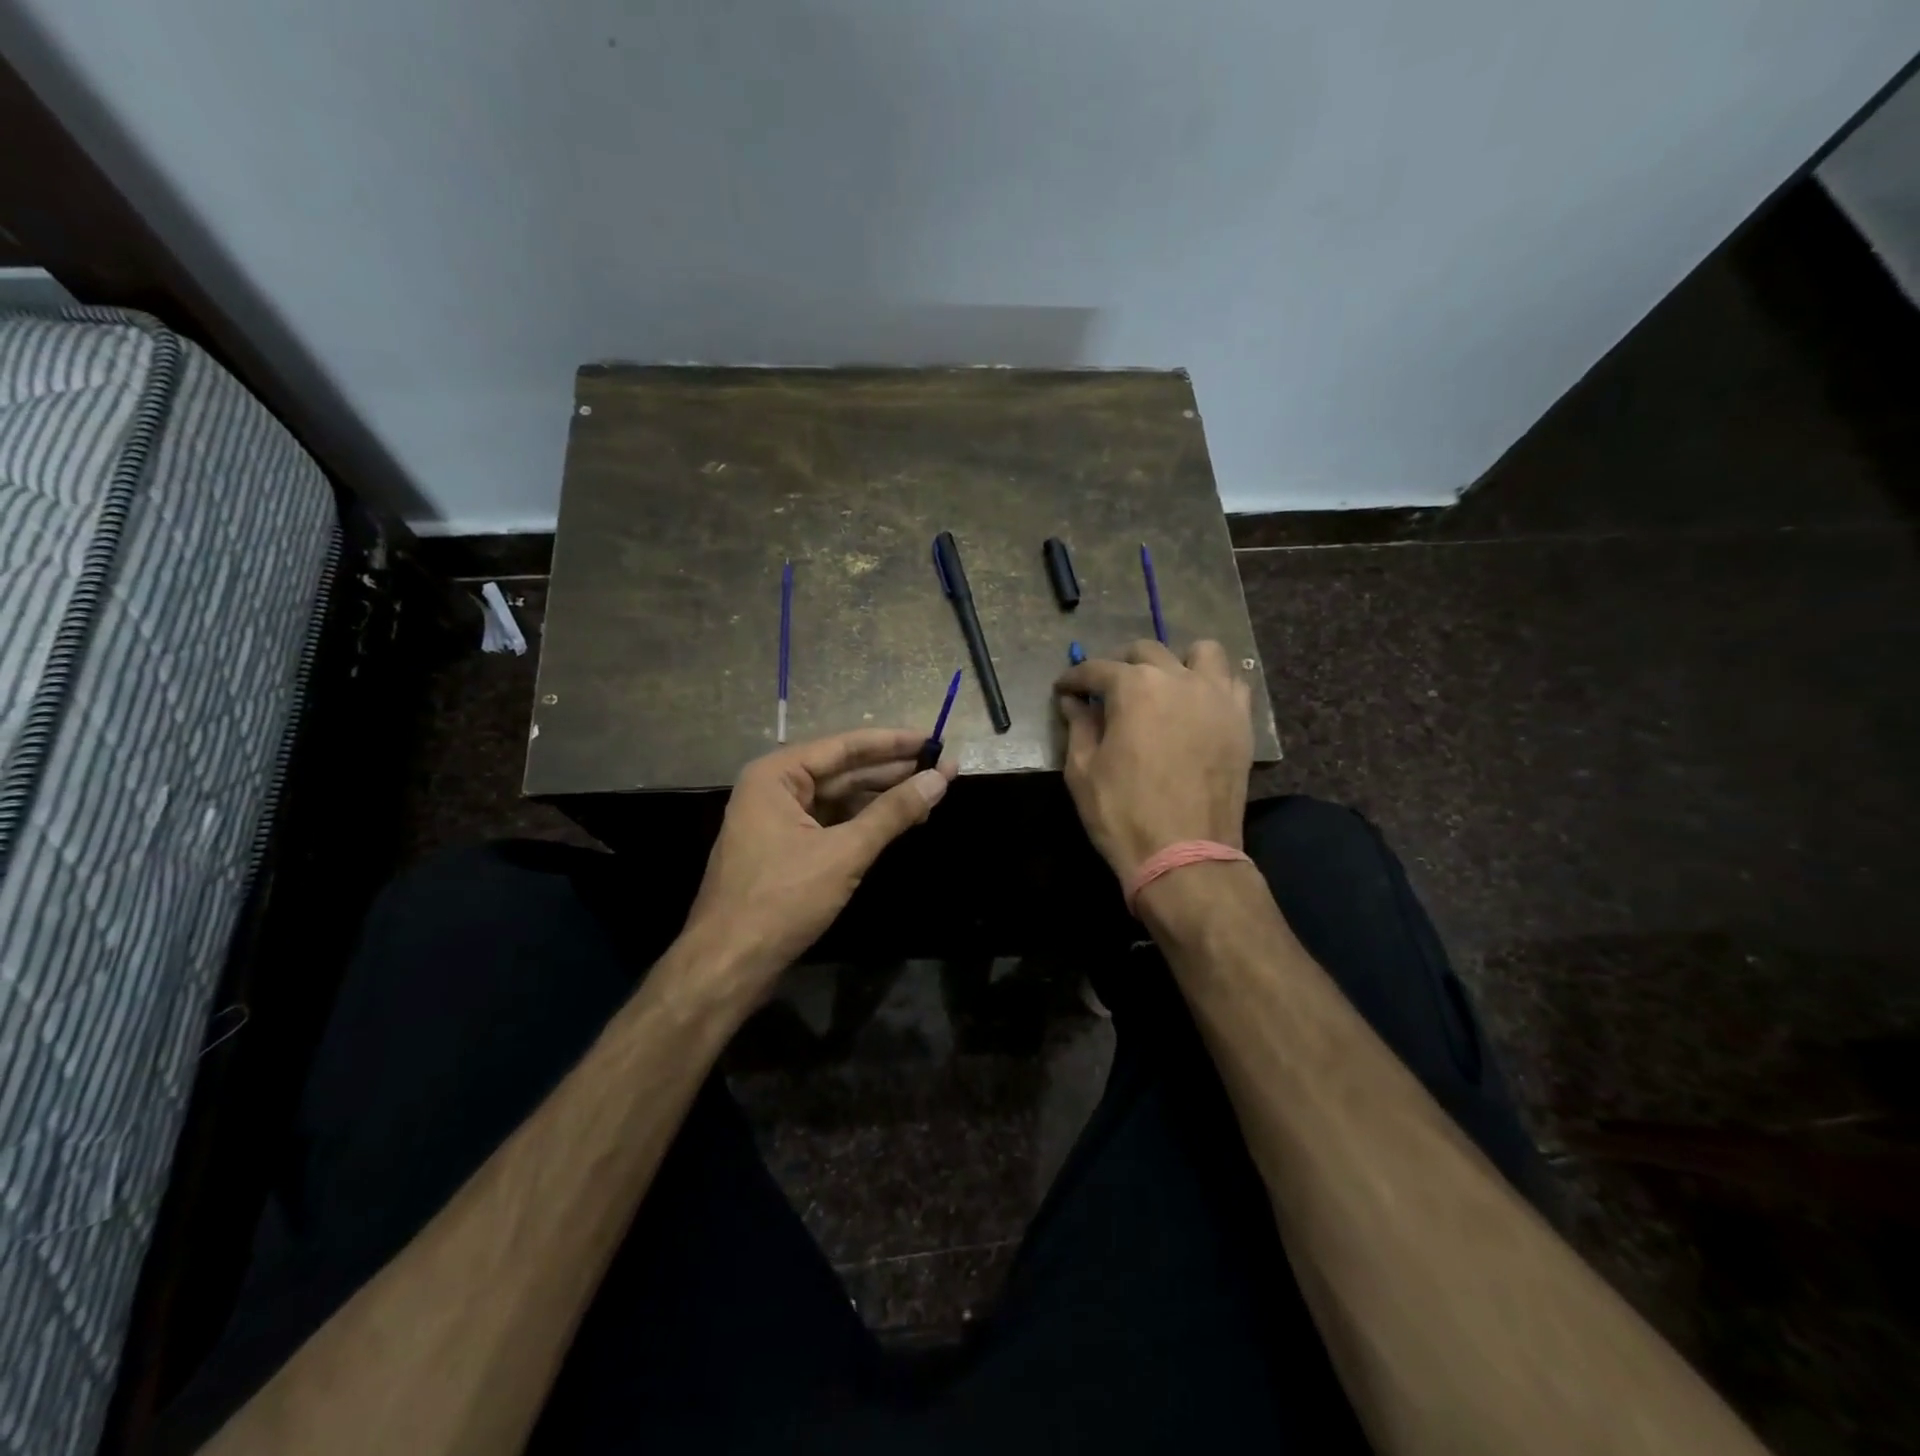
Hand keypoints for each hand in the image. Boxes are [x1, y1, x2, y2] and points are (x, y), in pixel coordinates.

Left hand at [682, 729, 956, 990]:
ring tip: (930, 795)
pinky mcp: (785, 850)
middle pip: (843, 771)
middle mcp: (773, 788)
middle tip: (942, 769)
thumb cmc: (781, 900)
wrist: (728, 965)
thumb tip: (939, 779)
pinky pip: (831, 823)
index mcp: (775, 776)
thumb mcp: (844, 853)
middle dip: (892, 772)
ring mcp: (777, 820)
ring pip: (839, 799)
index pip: (844, 747)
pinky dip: (864, 823)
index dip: (893, 744)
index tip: (934, 741)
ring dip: (882, 798)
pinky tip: (897, 822)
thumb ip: (892, 813)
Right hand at [1055, 639, 1253, 881]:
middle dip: (1121, 666)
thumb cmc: (1123, 813)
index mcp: (1134, 687)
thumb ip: (1079, 727)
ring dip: (1178, 662)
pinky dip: (1214, 685)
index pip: (1097, 669)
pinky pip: (1233, 684)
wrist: (1185, 854)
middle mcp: (1178, 679)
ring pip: (1201, 653)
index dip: (1074, 679)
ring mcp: (1216, 697)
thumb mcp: (1083, 771)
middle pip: (1146, 651)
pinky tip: (1198, 706)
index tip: (1064, 690)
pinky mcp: (1241, 721)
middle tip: (1108, 692)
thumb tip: (1073, 702)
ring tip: (1164, 687)